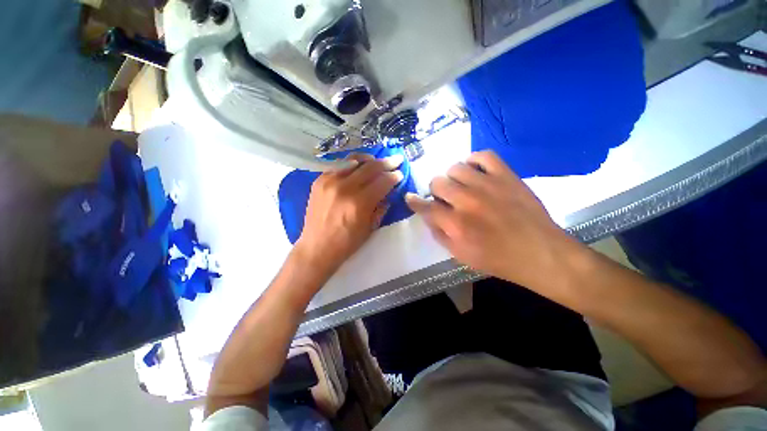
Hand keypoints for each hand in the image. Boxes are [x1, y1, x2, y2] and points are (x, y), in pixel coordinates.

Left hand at [295, 153, 403, 280]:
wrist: (317, 247)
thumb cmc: (347, 242)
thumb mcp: (370, 227)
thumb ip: (381, 206)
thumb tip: (389, 191)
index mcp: (359, 203)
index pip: (382, 182)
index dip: (394, 176)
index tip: (400, 174)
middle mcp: (344, 188)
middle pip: (370, 167)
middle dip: (387, 162)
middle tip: (396, 160)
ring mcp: (329, 181)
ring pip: (354, 160)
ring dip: (369, 159)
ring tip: (377, 161)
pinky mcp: (319, 180)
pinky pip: (339, 165)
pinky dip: (352, 164)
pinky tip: (358, 168)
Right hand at [406, 150, 581, 291]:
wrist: (541, 253)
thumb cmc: (498, 259)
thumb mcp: (461, 255)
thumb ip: (439, 234)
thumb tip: (428, 216)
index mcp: (456, 224)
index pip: (425, 207)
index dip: (414, 201)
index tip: (411, 198)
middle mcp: (467, 200)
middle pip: (437, 182)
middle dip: (436, 191)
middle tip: (445, 199)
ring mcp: (487, 185)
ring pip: (455, 168)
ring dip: (453, 178)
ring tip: (461, 187)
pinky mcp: (506, 175)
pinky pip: (483, 156)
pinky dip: (474, 161)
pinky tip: (474, 171)